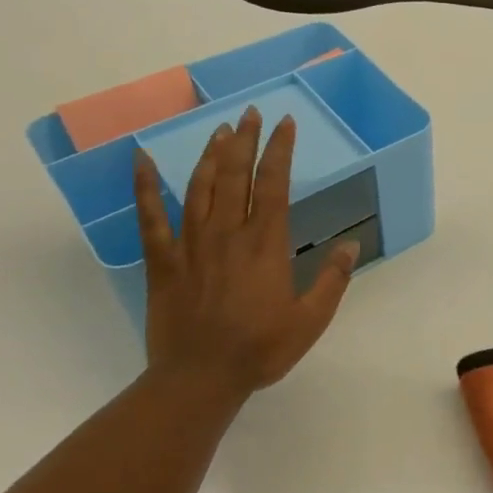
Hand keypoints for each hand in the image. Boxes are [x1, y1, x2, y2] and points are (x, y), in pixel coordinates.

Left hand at [133, 108, 357, 406]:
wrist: (200, 379)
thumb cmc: (261, 349)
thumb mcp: (311, 319)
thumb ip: (333, 279)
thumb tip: (351, 243)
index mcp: (266, 245)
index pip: (274, 185)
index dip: (280, 151)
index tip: (285, 124)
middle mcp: (228, 234)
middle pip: (236, 176)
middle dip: (245, 141)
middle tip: (250, 113)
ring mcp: (191, 245)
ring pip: (199, 188)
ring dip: (210, 155)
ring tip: (220, 130)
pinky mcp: (162, 262)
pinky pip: (150, 218)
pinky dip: (144, 187)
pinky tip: (141, 160)